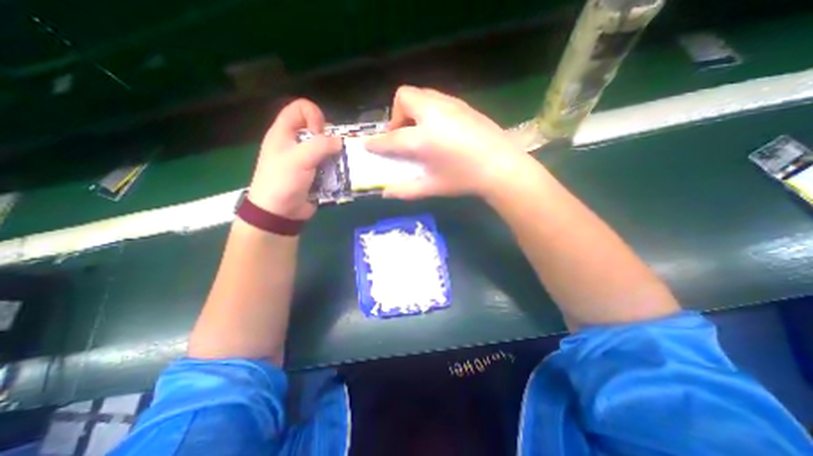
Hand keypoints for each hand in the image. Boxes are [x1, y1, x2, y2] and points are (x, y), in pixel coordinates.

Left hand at [244, 100, 339, 220]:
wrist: (279, 212)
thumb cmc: (283, 181)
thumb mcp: (299, 159)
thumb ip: (321, 145)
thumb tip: (340, 141)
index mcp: (284, 132)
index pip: (301, 108)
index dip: (314, 115)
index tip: (320, 134)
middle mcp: (295, 143)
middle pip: (317, 129)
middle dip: (329, 138)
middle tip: (332, 152)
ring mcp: (306, 159)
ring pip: (326, 148)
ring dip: (336, 155)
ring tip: (341, 165)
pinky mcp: (315, 173)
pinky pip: (329, 165)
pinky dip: (336, 168)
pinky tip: (340, 175)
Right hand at [367, 85, 533, 198]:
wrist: (502, 166)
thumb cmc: (465, 179)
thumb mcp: (433, 187)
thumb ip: (406, 190)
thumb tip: (386, 192)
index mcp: (423, 138)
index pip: (391, 138)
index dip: (377, 143)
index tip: (368, 145)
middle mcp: (434, 114)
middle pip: (404, 96)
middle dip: (397, 115)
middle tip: (404, 136)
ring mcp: (450, 105)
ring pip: (422, 93)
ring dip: (413, 110)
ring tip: (421, 132)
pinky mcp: (463, 104)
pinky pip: (437, 98)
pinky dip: (429, 110)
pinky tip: (440, 130)